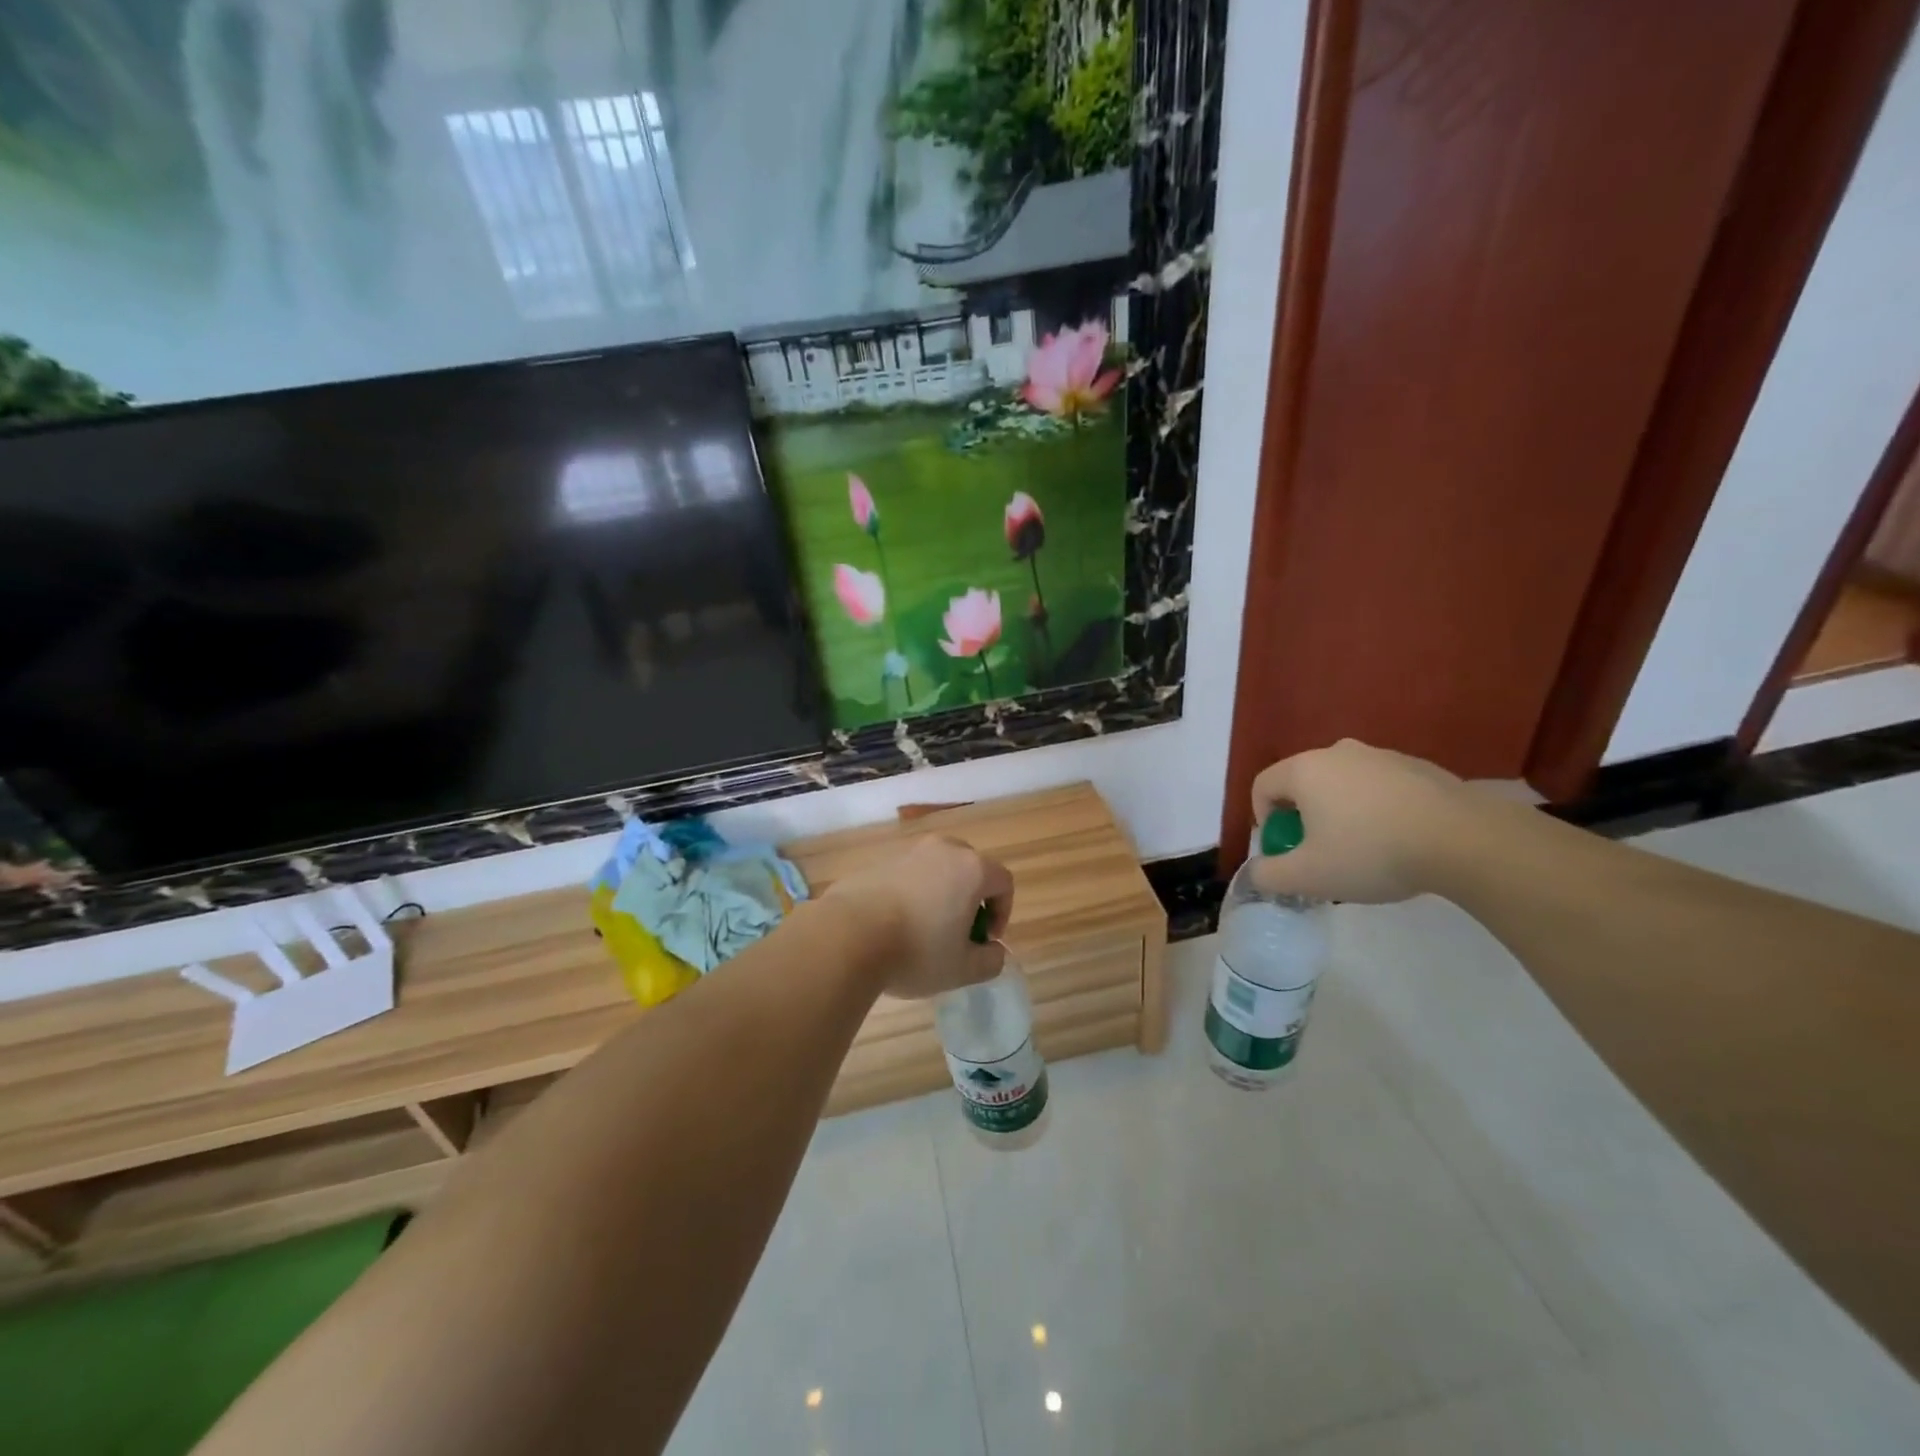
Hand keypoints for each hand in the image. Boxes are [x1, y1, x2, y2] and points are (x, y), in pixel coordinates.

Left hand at [826, 835, 1014, 998]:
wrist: (847, 936)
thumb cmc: (916, 950)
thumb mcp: (962, 969)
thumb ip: (990, 961)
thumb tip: (993, 952)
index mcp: (971, 869)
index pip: (1003, 881)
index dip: (1002, 912)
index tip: (985, 940)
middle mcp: (943, 850)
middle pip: (970, 867)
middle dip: (971, 898)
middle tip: (959, 932)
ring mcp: (907, 852)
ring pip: (936, 869)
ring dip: (939, 895)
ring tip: (924, 930)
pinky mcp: (878, 861)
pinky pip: (907, 875)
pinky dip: (910, 894)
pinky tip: (894, 925)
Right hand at [1249, 739, 1470, 902]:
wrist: (1464, 841)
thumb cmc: (1371, 853)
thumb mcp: (1309, 876)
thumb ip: (1269, 875)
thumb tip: (1256, 872)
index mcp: (1305, 769)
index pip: (1262, 786)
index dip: (1263, 820)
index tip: (1284, 850)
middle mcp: (1339, 752)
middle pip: (1303, 783)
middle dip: (1303, 818)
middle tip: (1320, 854)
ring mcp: (1382, 755)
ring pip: (1343, 784)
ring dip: (1340, 813)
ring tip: (1363, 850)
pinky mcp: (1419, 767)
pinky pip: (1380, 787)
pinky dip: (1376, 809)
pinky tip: (1399, 840)